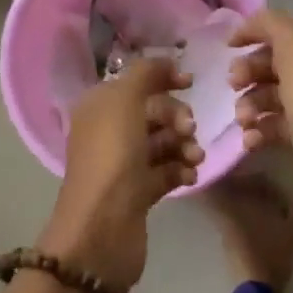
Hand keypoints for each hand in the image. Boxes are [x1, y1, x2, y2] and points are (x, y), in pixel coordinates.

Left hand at [38, 57, 201, 292]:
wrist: (101, 230)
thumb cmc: (112, 157)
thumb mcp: (125, 101)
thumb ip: (146, 73)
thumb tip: (166, 62)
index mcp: (99, 106)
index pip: (135, 81)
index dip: (162, 77)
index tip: (190, 82)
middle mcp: (108, 131)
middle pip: (153, 111)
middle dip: (176, 116)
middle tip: (189, 129)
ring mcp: (123, 163)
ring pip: (163, 141)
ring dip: (184, 144)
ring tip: (194, 158)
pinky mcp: (138, 192)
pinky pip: (166, 170)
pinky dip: (180, 170)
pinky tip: (189, 176)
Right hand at [229, 9, 292, 263]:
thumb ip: (271, 25)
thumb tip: (251, 26)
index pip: (285, 26)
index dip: (255, 31)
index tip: (227, 48)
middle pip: (276, 60)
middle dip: (250, 71)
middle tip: (233, 85)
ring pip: (273, 93)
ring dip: (250, 102)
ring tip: (244, 120)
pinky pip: (276, 124)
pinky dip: (259, 129)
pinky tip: (251, 140)